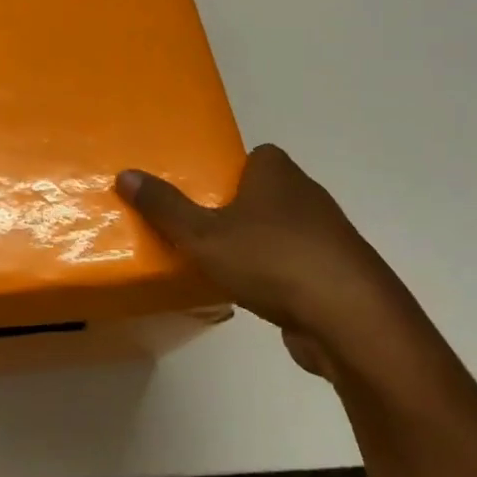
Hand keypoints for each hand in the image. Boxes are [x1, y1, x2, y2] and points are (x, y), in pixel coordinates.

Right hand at [116, 144, 422, 378]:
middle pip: (269, 193)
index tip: (205, 193)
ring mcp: (331, 238)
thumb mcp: (203, 234)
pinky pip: (301, 266)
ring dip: (261, 245)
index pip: (257, 155)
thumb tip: (125, 174)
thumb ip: (165, 207)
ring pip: (286, 231)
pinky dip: (282, 277)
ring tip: (225, 266)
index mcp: (277, 174)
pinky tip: (260, 297)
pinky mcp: (340, 276)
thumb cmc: (271, 260)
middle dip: (240, 209)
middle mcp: (309, 196)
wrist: (351, 320)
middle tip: (203, 228)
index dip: (232, 170)